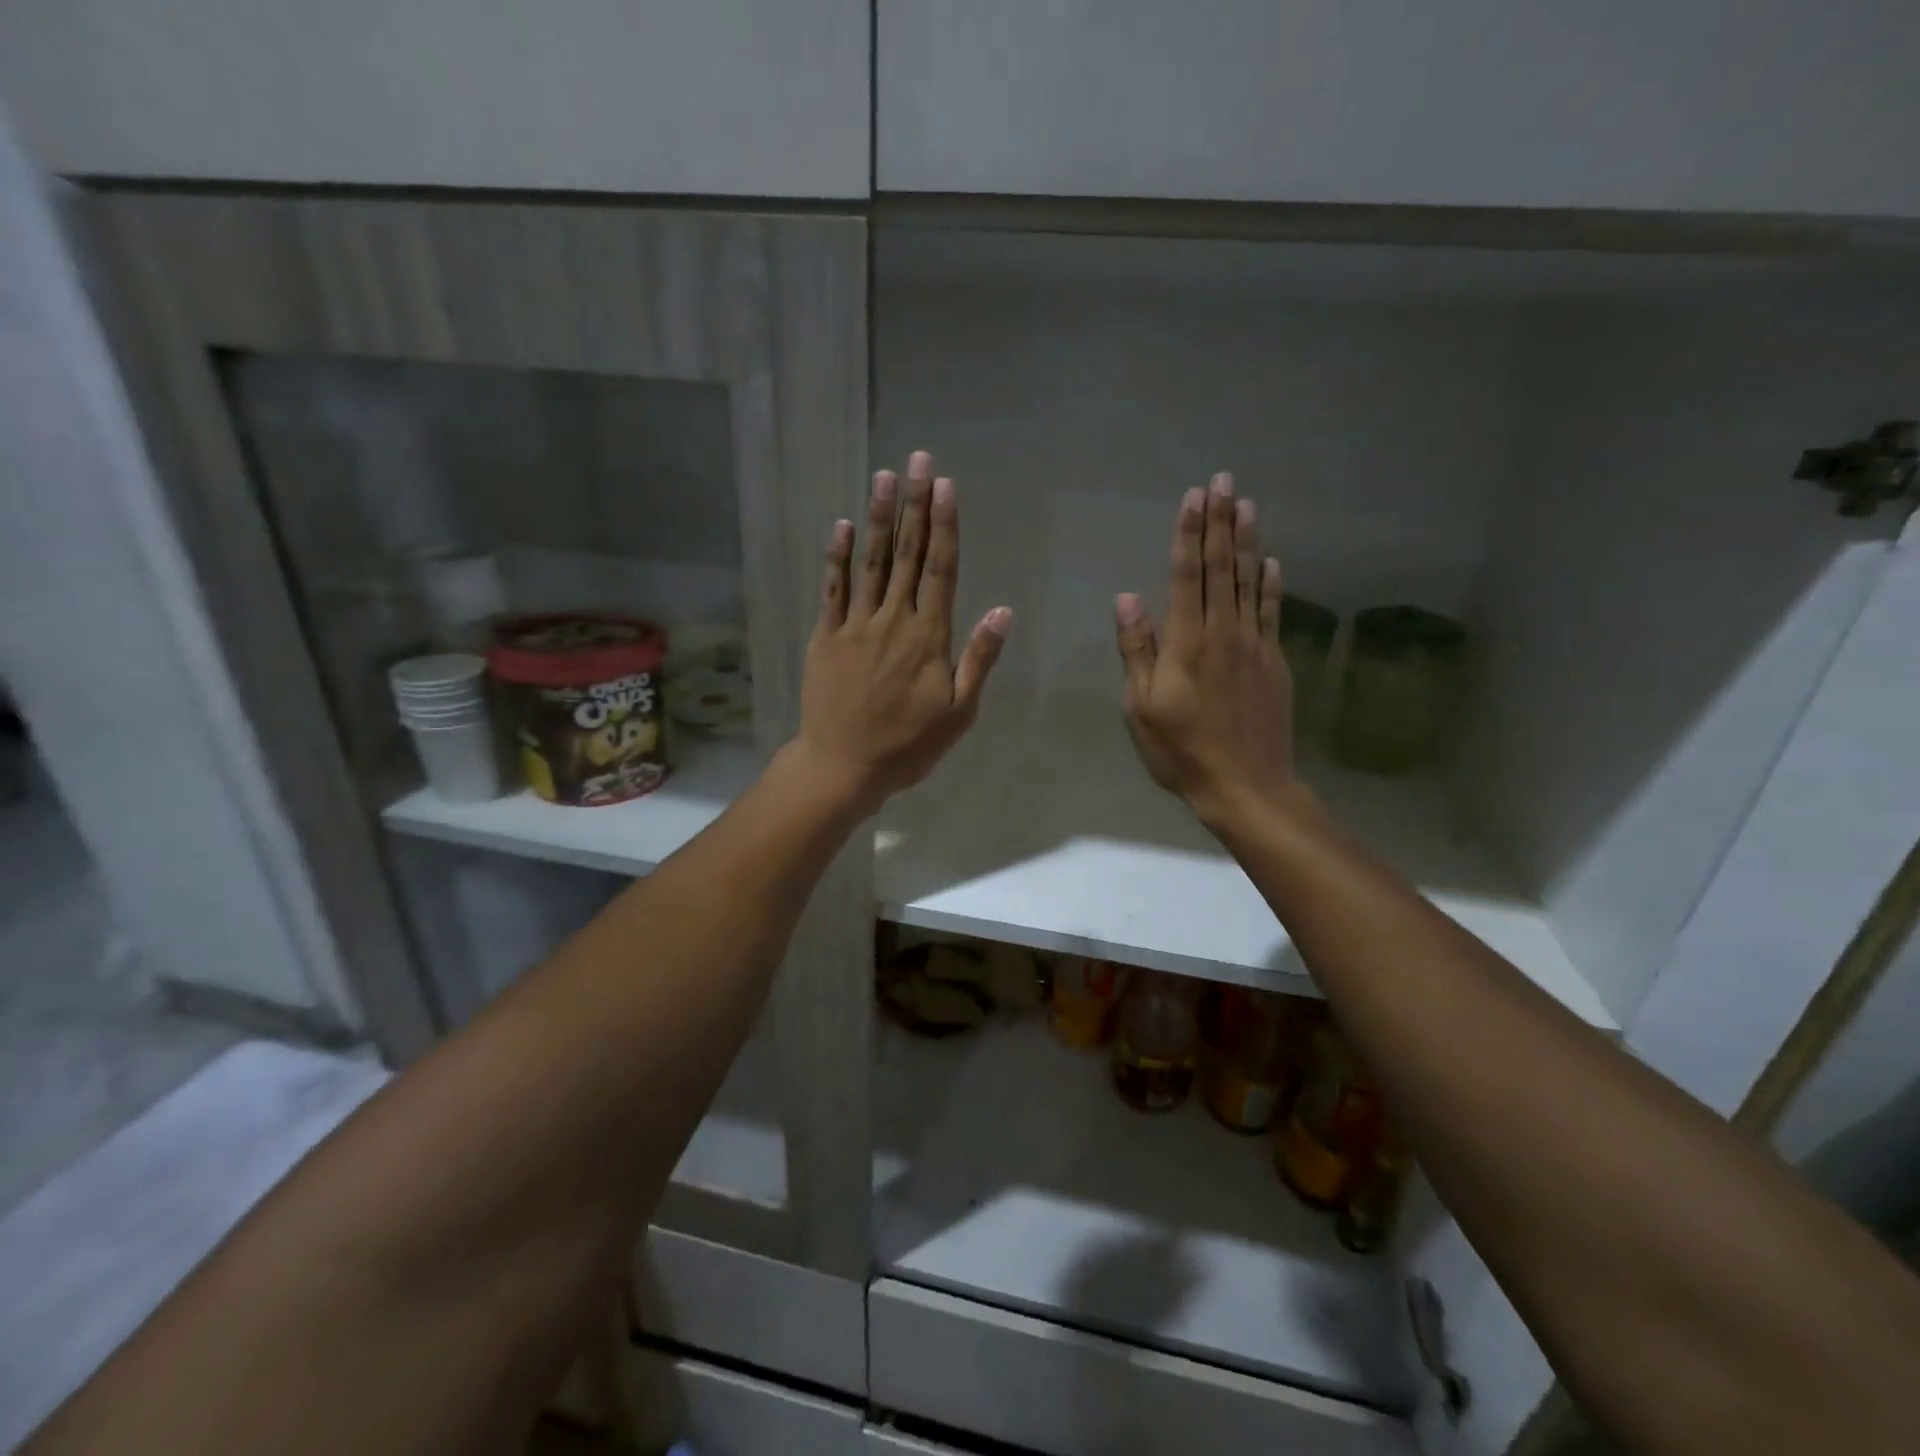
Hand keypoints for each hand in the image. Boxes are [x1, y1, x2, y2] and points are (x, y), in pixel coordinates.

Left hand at [794, 451, 1011, 813]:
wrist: (844, 765)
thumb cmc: (908, 745)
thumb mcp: (959, 713)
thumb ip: (979, 659)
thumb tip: (1002, 611)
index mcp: (929, 637)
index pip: (941, 570)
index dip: (944, 526)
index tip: (946, 486)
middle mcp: (893, 620)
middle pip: (907, 554)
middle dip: (914, 505)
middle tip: (918, 460)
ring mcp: (856, 625)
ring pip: (870, 563)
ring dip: (878, 518)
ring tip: (884, 476)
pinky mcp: (827, 636)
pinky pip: (833, 589)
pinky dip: (837, 557)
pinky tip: (841, 526)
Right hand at [1115, 473, 1295, 826]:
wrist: (1246, 785)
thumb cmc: (1182, 750)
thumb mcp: (1141, 707)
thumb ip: (1137, 651)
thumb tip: (1128, 599)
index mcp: (1187, 642)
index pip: (1188, 575)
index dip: (1189, 534)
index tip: (1194, 496)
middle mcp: (1224, 632)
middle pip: (1222, 567)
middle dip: (1221, 522)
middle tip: (1224, 480)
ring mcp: (1255, 645)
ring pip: (1250, 582)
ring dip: (1247, 541)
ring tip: (1248, 505)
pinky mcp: (1274, 662)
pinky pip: (1273, 612)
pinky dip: (1272, 584)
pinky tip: (1272, 562)